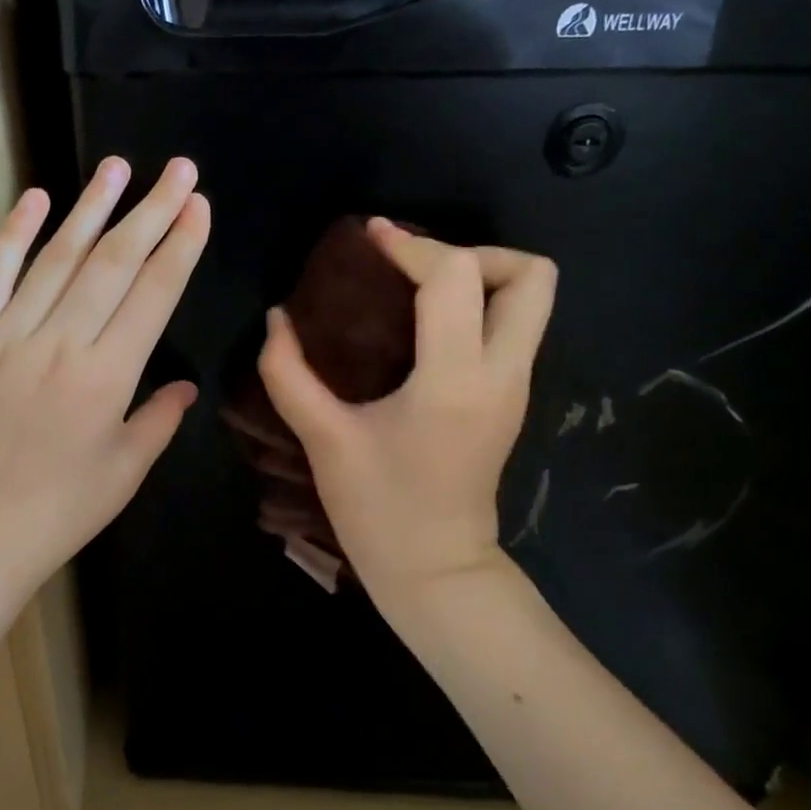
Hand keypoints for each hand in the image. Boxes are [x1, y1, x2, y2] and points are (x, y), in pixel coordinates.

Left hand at [0, 156, 210, 601]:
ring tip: (117, 168)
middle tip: (177, 169)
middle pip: (113, 263)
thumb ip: (159, 419)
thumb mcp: (126, 470)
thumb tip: (185, 386)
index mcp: (107, 376)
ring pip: (56, 259)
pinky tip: (36, 199)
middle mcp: (60, 344)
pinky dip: (14, 236)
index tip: (198, 205)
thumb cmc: (60, 511)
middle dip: (152, 211)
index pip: (153, 294)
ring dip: (90, 208)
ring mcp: (7, 337)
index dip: (180, 246)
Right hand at [258, 218, 555, 601]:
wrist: (435, 570)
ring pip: (533, 299)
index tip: (371, 240)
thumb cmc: (378, 509)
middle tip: (415, 270)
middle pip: (531, 275)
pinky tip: (424, 326)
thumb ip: (289, 373)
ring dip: (481, 277)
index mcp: (454, 380)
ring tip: (419, 291)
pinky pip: (513, 326)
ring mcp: (516, 386)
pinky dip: (478, 307)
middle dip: (474, 253)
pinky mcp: (512, 398)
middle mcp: (502, 373)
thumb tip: (277, 318)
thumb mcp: (324, 439)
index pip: (455, 277)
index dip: (411, 246)